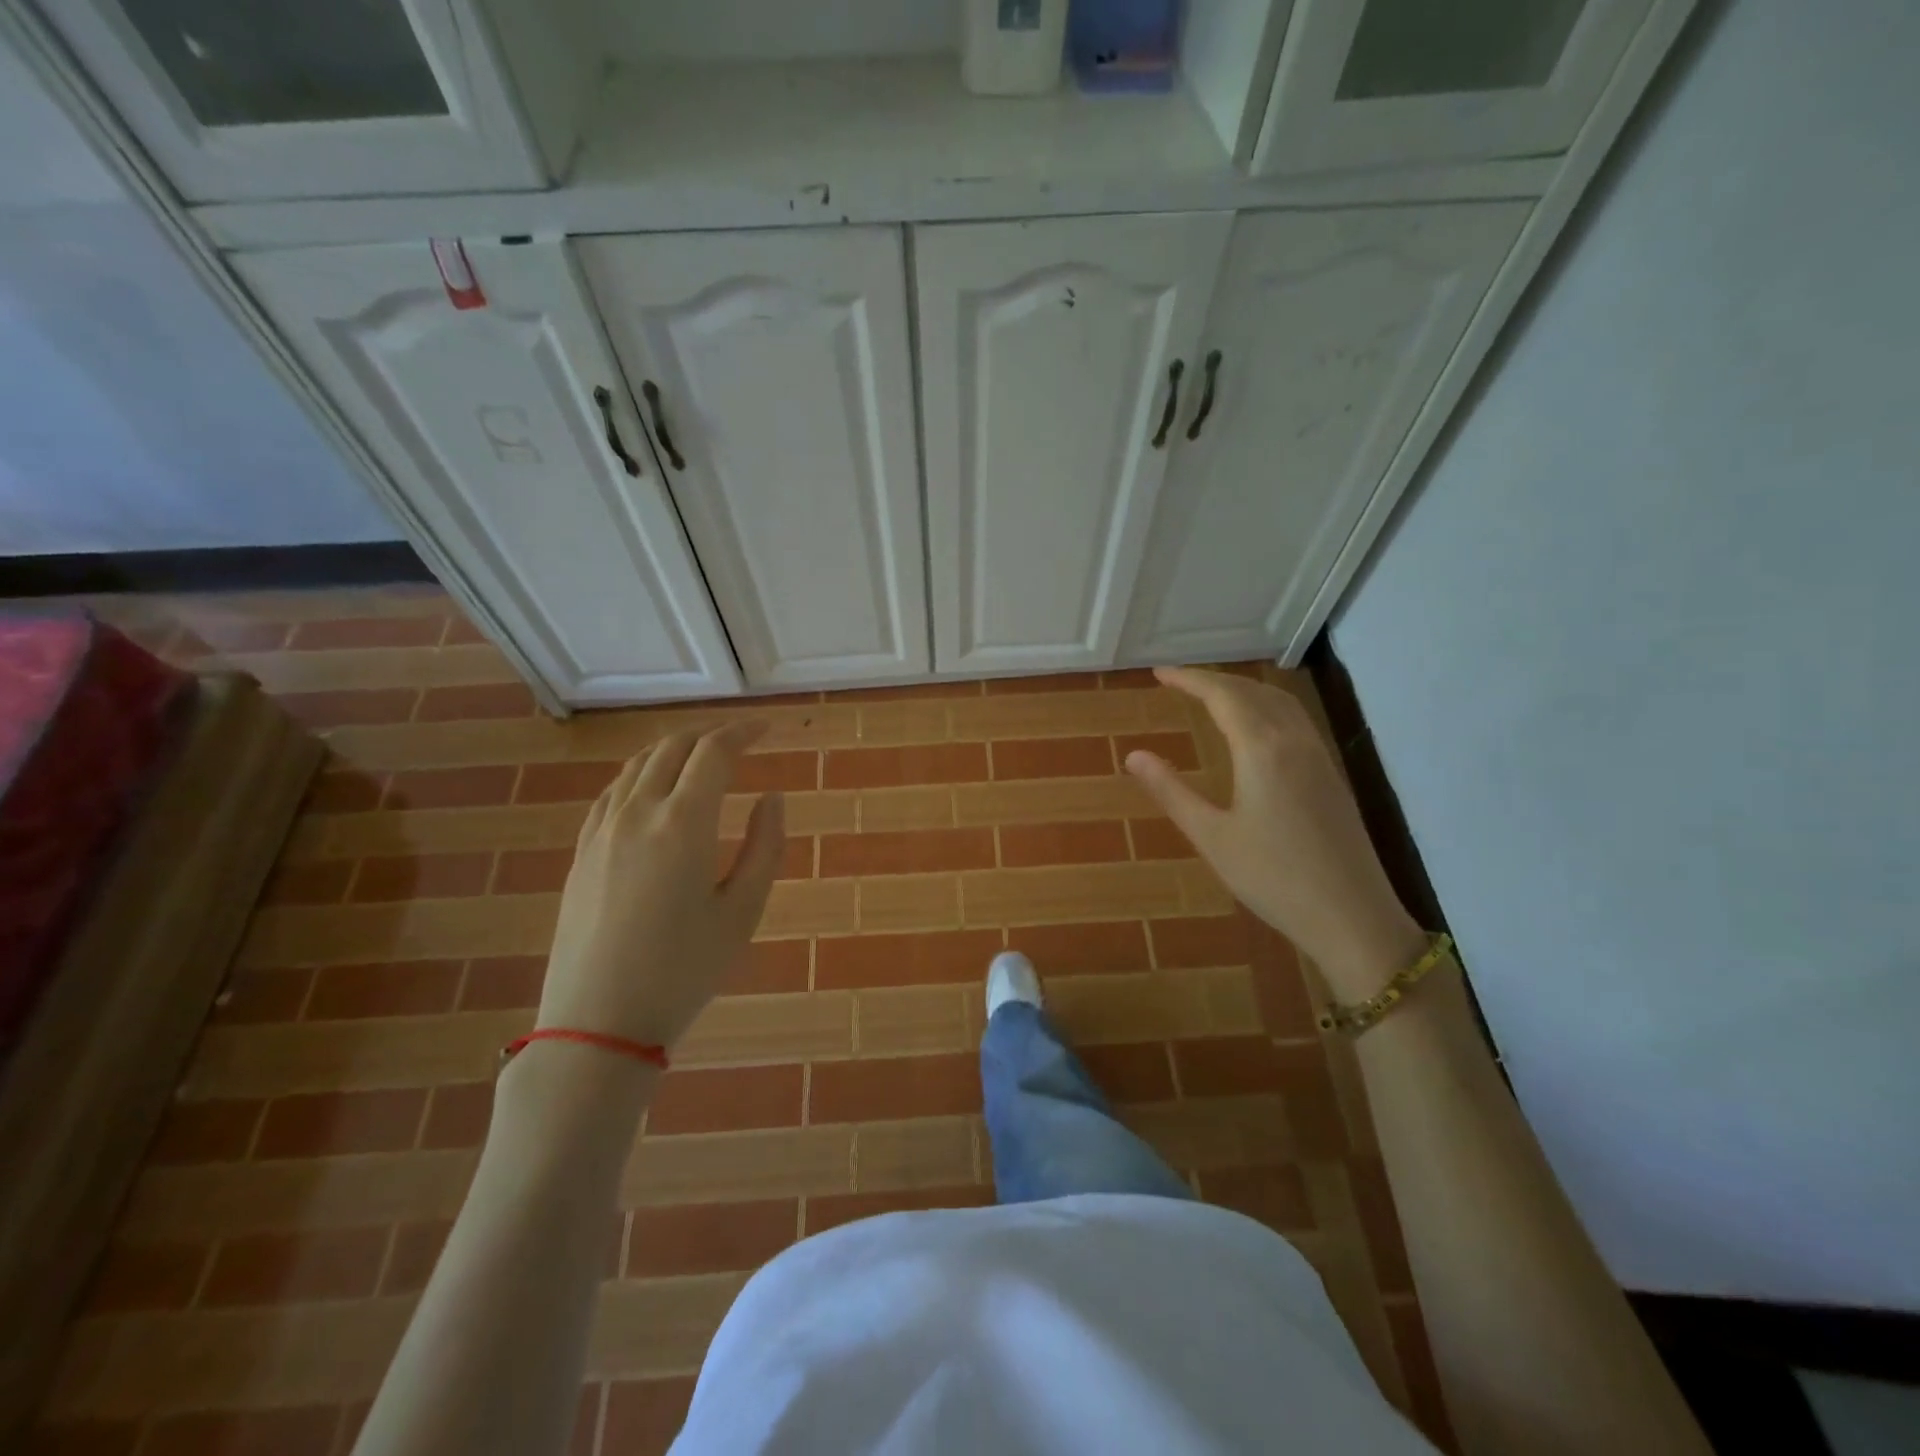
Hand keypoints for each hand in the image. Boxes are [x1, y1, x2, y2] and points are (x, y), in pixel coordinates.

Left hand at [538, 721, 785, 1048]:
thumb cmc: (684, 971)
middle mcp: (638, 812)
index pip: (714, 752)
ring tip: (702, 757)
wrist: (598, 1022)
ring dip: (674, 749)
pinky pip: (613, 791)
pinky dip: (641, 773)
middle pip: (673, 748)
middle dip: (710, 734)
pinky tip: (653, 789)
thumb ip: (765, 846)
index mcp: (683, 823)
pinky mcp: (582, 852)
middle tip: (740, 739)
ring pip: (638, 765)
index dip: (743, 732)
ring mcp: (602, 830)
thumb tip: (771, 797)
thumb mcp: (743, 911)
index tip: (767, 729)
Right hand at [1125, 667, 1423, 998]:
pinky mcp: (1330, 775)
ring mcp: (1318, 756)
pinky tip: (1255, 728)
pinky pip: (1295, 720)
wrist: (1352, 916)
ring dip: (1243, 690)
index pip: (1222, 695)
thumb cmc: (1273, 878)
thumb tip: (1133, 755)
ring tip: (1212, 696)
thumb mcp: (1211, 837)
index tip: (1159, 673)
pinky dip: (1266, 706)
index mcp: (1262, 749)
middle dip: (1213, 680)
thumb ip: (1171, 791)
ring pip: (1279, 702)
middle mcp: (1294, 741)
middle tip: (1178, 682)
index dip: (1189, 679)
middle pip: (1252, 691)